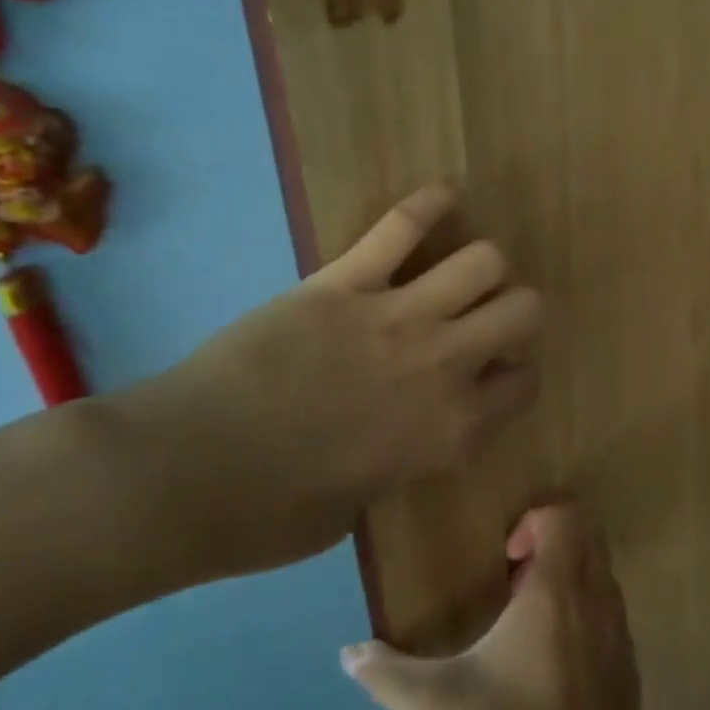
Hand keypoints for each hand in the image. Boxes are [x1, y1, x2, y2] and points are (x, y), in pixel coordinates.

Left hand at [120, 186, 542, 579]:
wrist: (184, 474)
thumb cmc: (272, 513)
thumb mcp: (364, 506)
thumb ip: (405, 459)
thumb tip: (404, 434)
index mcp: (454, 429)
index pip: (525, 382)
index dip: (515, 375)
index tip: (494, 375)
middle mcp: (445, 365)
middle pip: (524, 309)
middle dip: (516, 311)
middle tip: (486, 319)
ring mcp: (398, 316)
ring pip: (483, 260)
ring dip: (482, 266)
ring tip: (462, 272)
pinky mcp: (344, 281)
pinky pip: (402, 226)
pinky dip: (431, 203)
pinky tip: (447, 196)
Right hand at [343, 506, 641, 709]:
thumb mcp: (434, 705)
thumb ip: (387, 672)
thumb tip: (348, 653)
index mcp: (556, 591)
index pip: (565, 516)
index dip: (533, 523)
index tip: (504, 561)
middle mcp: (597, 599)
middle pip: (587, 537)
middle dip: (550, 547)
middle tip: (511, 585)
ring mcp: (620, 633)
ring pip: (601, 576)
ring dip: (567, 582)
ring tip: (524, 628)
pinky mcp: (629, 668)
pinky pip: (610, 616)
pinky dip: (584, 617)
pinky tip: (549, 669)